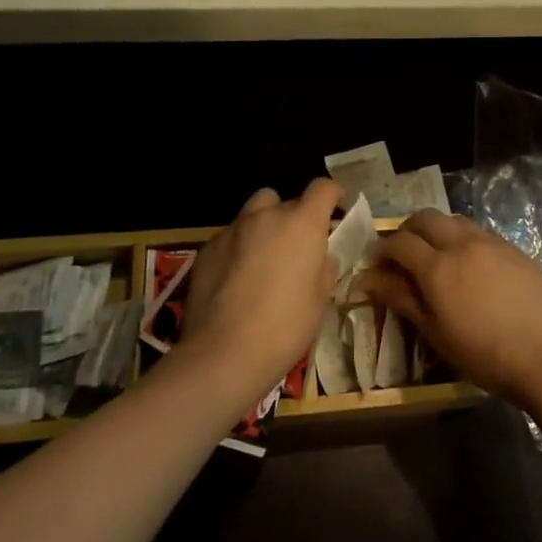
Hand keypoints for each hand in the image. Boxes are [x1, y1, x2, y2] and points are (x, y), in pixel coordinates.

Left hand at [179, 180, 341, 402]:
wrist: (224, 354)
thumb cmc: (285, 327)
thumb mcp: (319, 301)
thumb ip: (323, 269)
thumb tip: (321, 258)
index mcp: (302, 224)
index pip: (322, 187)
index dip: (331, 195)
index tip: (334, 208)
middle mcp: (266, 216)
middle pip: (285, 200)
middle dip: (293, 217)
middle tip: (296, 247)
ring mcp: (232, 230)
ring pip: (253, 213)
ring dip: (263, 227)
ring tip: (262, 258)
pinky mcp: (207, 249)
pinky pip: (229, 238)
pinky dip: (237, 249)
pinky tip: (235, 280)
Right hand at [358, 211, 541, 402]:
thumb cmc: (486, 354)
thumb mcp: (437, 333)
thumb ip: (403, 299)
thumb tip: (369, 279)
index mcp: (437, 266)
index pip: (399, 242)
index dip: (382, 249)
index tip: (376, 263)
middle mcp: (461, 243)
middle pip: (425, 218)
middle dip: (408, 230)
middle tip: (402, 253)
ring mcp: (491, 242)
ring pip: (454, 219)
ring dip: (437, 229)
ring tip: (436, 254)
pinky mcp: (514, 248)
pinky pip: (479, 231)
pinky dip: (463, 237)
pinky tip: (469, 263)